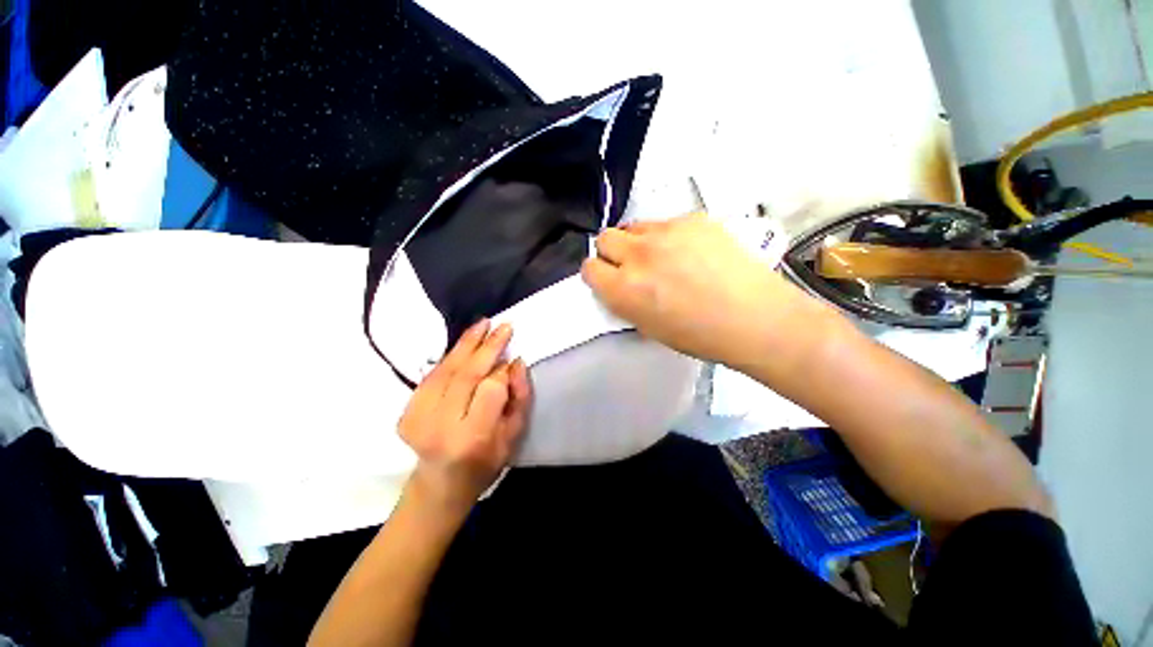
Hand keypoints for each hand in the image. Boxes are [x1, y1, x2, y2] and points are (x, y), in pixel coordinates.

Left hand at [398, 320, 531, 518]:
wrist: (440, 484)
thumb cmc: (486, 462)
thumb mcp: (514, 434)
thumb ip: (519, 398)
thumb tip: (516, 363)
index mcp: (471, 437)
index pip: (490, 389)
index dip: (502, 371)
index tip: (512, 360)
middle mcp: (440, 426)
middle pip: (465, 374)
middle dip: (486, 346)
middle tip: (503, 326)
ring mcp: (417, 418)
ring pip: (445, 370)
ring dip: (466, 343)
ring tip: (483, 324)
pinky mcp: (406, 412)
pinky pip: (432, 374)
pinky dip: (450, 356)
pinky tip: (464, 343)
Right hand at [581, 212, 809, 367]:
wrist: (754, 318)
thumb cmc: (700, 335)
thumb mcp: (648, 327)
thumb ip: (625, 301)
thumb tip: (618, 285)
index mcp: (624, 289)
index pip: (589, 268)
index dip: (598, 275)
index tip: (608, 279)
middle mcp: (639, 255)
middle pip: (605, 237)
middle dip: (612, 252)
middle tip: (631, 266)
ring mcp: (667, 232)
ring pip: (633, 226)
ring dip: (638, 242)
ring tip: (661, 257)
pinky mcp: (692, 219)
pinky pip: (665, 223)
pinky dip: (668, 236)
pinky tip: (689, 252)